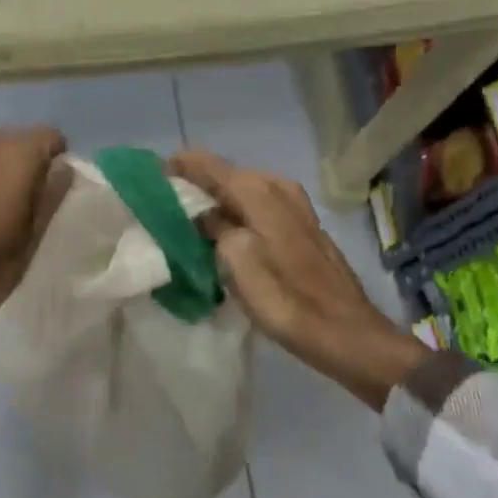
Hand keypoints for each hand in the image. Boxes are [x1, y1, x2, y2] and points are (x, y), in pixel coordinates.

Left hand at [0, 127, 68, 375]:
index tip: (52, 194)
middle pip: (21, 139)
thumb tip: (64, 168)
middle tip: (30, 203)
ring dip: (4, 169)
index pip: (50, 136)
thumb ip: (51, 195)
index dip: (57, 163)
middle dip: (30, 164)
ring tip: (3, 207)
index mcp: (14, 155)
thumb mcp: (32, 238)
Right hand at [168, 149, 428, 409]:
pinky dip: (236, 214)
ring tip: (188, 223)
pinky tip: (223, 236)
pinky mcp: (301, 225)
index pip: (205, 163)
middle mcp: (276, 186)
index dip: (176, 167)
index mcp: (257, 190)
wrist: (347, 333)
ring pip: (240, 191)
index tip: (150, 181)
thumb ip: (213, 229)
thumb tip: (202, 215)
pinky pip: (256, 207)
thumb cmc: (287, 300)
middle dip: (194, 186)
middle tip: (165, 208)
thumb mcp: (236, 263)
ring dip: (215, 202)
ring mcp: (293, 204)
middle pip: (224, 174)